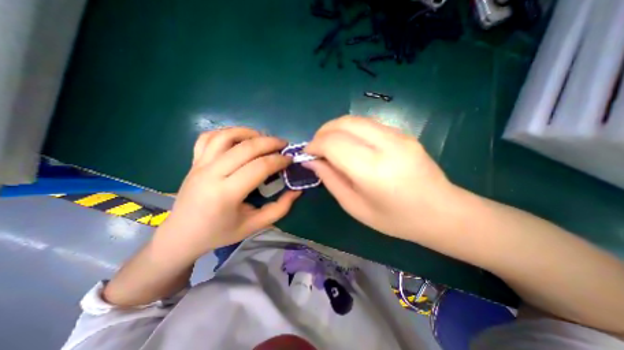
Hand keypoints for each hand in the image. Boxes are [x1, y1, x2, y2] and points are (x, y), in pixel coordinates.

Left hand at [156, 127, 302, 259]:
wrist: (181, 235)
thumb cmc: (220, 233)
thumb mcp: (255, 225)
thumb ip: (279, 208)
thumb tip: (297, 190)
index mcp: (226, 194)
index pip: (259, 167)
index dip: (279, 160)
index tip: (290, 159)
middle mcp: (211, 174)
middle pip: (246, 147)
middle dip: (270, 142)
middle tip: (283, 145)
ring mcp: (199, 165)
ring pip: (226, 136)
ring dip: (249, 133)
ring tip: (263, 139)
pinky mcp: (194, 161)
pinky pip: (209, 137)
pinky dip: (227, 132)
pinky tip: (240, 138)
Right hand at [305, 116, 459, 243]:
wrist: (441, 212)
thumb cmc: (395, 219)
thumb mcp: (355, 206)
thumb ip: (331, 180)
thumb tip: (311, 161)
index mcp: (372, 170)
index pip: (333, 143)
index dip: (315, 145)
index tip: (308, 154)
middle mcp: (386, 145)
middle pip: (344, 123)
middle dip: (323, 132)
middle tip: (317, 147)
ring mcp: (398, 135)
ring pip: (355, 119)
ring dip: (336, 129)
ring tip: (330, 145)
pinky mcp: (404, 133)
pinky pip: (368, 124)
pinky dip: (351, 130)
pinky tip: (350, 144)